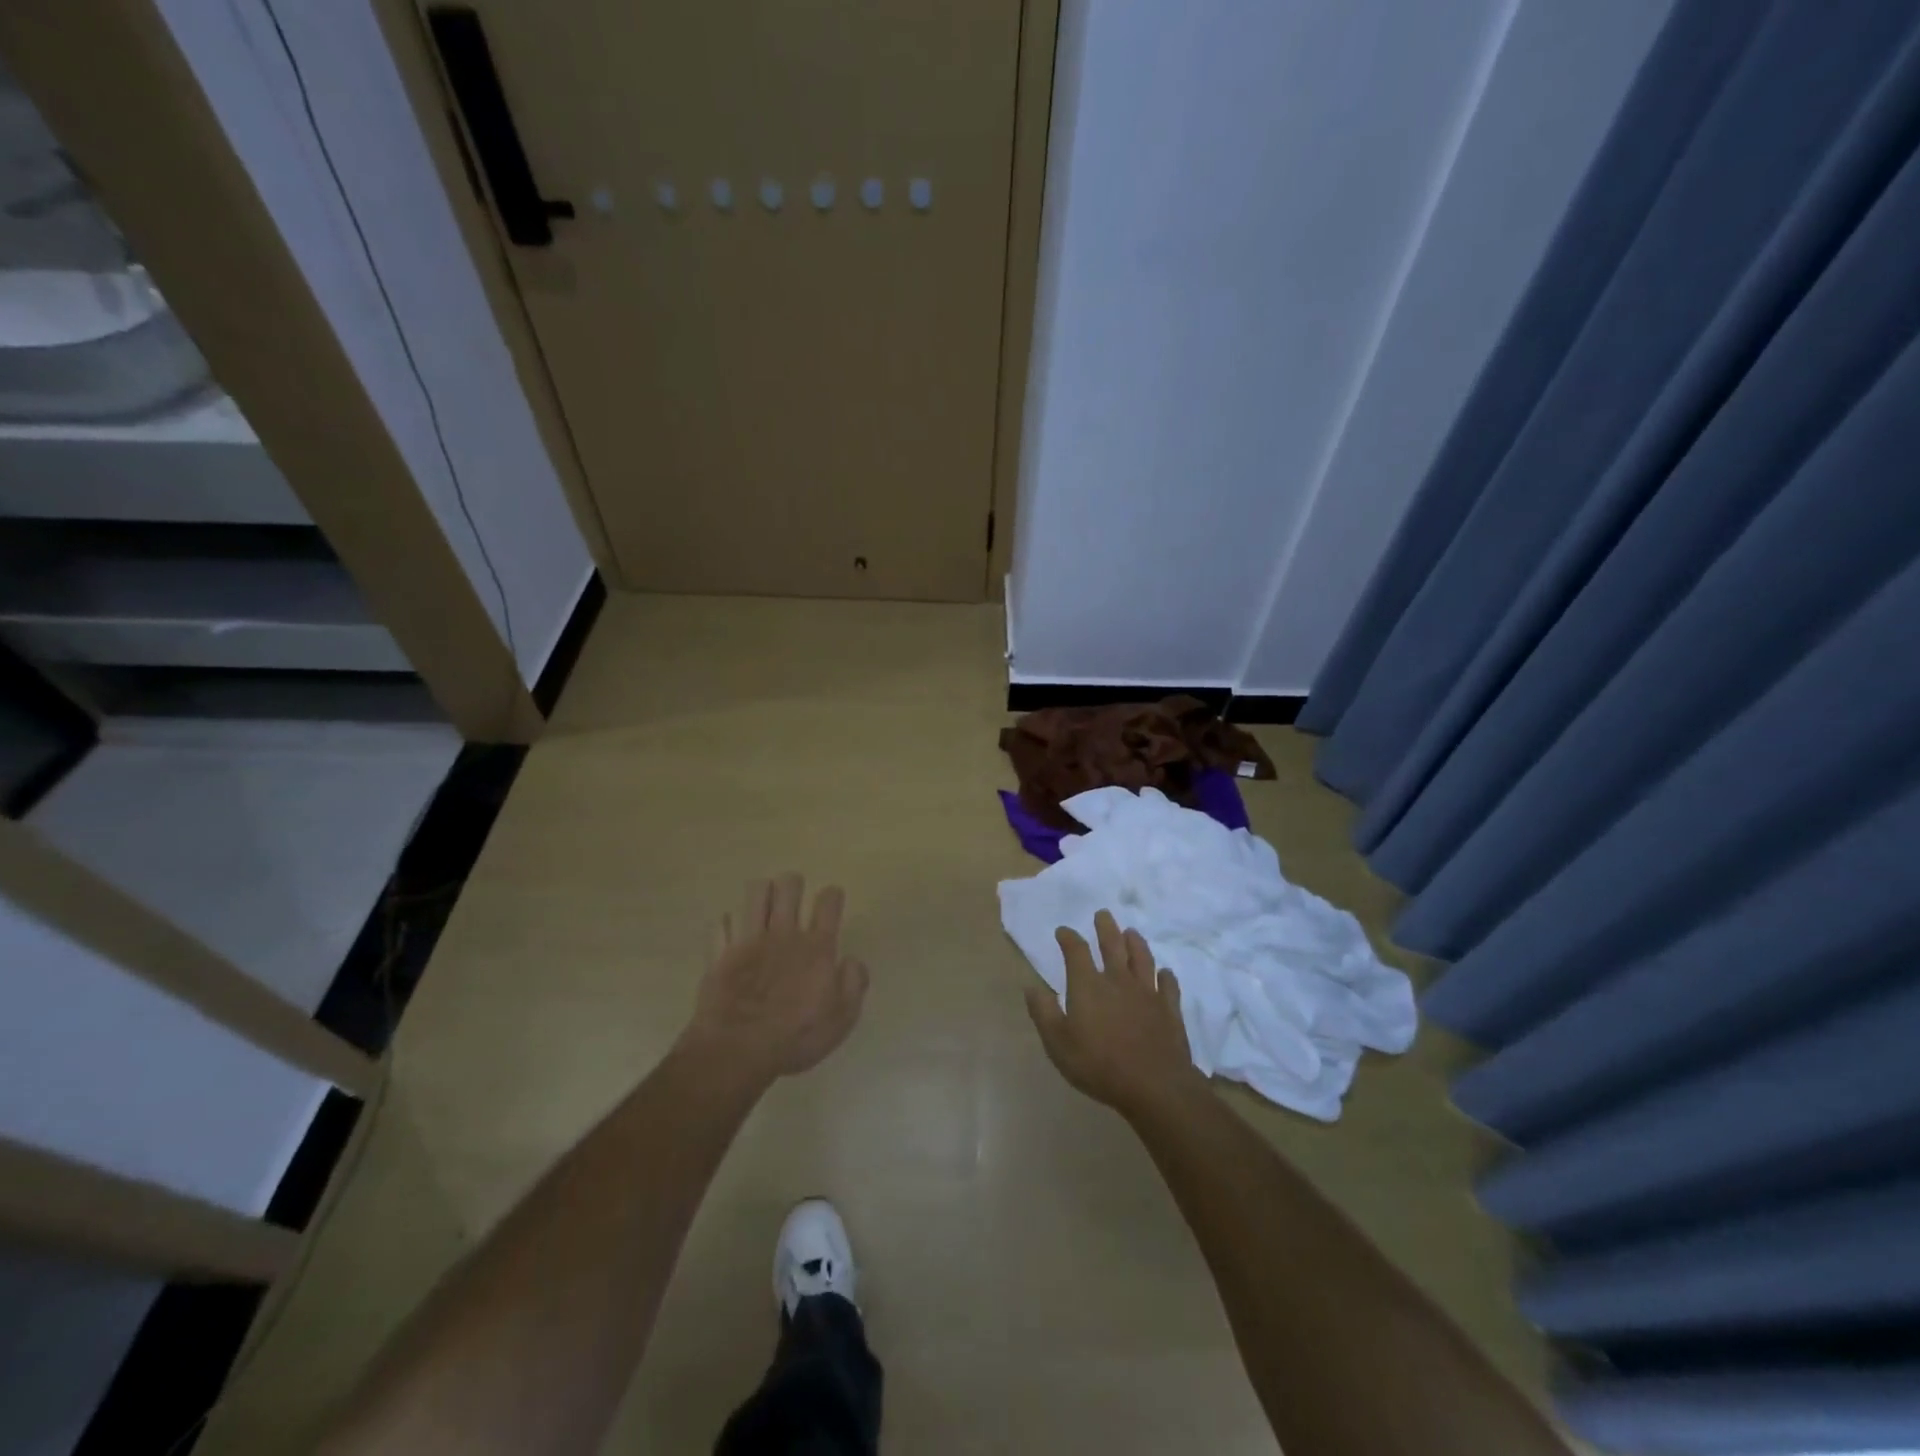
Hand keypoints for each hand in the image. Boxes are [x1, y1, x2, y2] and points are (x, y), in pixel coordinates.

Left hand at [684, 874, 868, 1084]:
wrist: (737, 1050)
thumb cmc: (796, 1037)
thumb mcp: (842, 1019)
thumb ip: (854, 984)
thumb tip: (852, 961)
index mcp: (817, 947)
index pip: (828, 902)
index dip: (832, 896)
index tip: (831, 904)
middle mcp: (784, 934)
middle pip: (789, 885)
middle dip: (793, 885)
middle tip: (793, 902)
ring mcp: (750, 940)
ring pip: (756, 892)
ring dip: (763, 895)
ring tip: (765, 909)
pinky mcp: (722, 952)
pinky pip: (723, 922)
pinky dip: (730, 925)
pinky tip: (735, 934)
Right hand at [1025, 910, 1210, 1119]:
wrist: (1154, 1085)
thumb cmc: (1099, 1065)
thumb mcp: (1058, 1043)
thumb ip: (1044, 1013)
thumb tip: (1031, 987)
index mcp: (1088, 985)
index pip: (1076, 951)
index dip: (1068, 938)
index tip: (1063, 931)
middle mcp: (1118, 980)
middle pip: (1112, 945)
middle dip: (1106, 927)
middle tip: (1103, 914)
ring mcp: (1147, 993)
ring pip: (1142, 958)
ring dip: (1136, 943)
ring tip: (1132, 932)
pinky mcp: (1169, 1009)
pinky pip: (1168, 985)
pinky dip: (1166, 976)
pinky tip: (1164, 973)